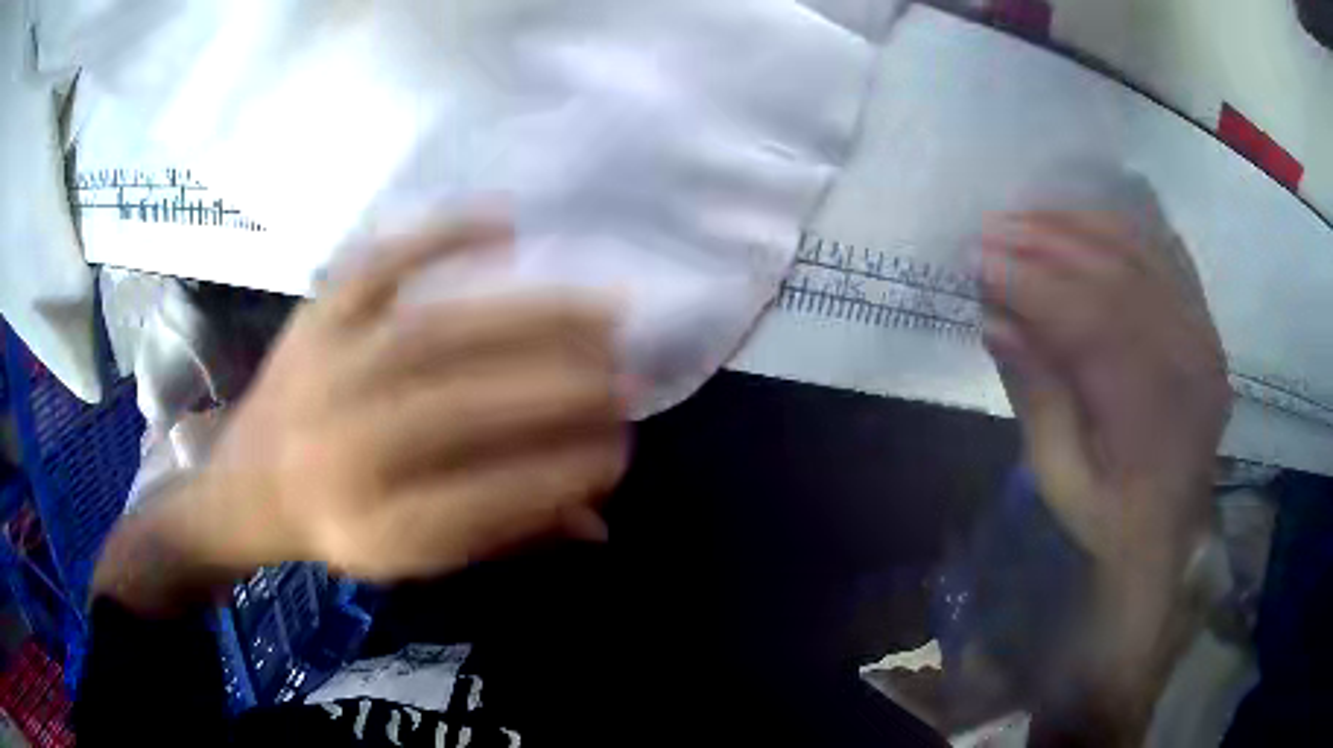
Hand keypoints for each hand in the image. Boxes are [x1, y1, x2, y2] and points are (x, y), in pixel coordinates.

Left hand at [190, 216, 627, 581]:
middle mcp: (339, 451)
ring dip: (532, 319)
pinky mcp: (314, 316)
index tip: (619, 452)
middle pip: (459, 412)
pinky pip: (378, 264)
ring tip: (604, 313)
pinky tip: (507, 224)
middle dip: (560, 392)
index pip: (480, 504)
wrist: (241, 485)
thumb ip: (503, 538)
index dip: (558, 476)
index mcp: (368, 529)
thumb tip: (599, 522)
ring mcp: (323, 370)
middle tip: (629, 377)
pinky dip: (442, 235)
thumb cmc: (335, 527)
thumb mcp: (414, 561)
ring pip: (434, 333)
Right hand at [980, 210, 1230, 743]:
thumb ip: (1037, 397)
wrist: (1166, 533)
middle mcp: (1188, 363)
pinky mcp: (1204, 324)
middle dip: (1048, 243)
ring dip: (1080, 227)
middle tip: (994, 229)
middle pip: (1117, 275)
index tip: (978, 260)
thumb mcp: (1059, 479)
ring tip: (1028, 219)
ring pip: (1141, 254)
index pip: (1091, 322)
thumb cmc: (1108, 519)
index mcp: (1151, 418)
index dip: (1032, 283)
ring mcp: (1203, 337)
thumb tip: (997, 320)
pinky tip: (1084, 224)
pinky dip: (1122, 231)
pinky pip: (1165, 255)